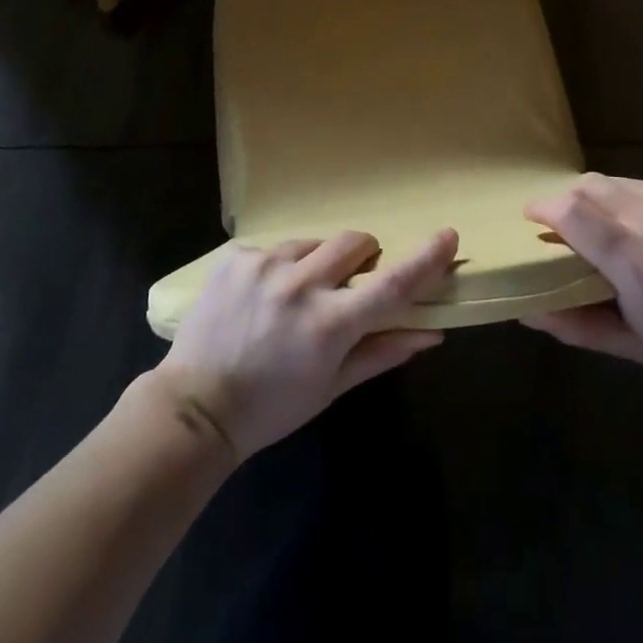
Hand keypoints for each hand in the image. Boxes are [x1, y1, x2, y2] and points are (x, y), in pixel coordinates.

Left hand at [154, 229, 458, 459]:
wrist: (195, 406)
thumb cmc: (272, 407)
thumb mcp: (331, 387)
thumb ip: (382, 352)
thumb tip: (431, 332)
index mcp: (330, 323)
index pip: (393, 283)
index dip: (427, 258)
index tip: (448, 235)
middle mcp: (301, 284)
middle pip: (355, 241)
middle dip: (363, 256)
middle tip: (349, 284)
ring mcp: (265, 265)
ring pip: (313, 243)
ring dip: (316, 263)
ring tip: (294, 298)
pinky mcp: (237, 257)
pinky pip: (274, 249)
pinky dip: (279, 268)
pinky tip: (260, 298)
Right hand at [522, 175, 642, 385]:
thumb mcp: (630, 346)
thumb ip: (574, 325)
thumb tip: (524, 308)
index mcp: (637, 261)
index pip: (572, 211)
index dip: (544, 208)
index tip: (533, 218)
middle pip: (589, 186)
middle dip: (568, 200)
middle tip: (566, 223)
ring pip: (619, 182)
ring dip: (603, 200)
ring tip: (610, 226)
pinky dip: (637, 201)